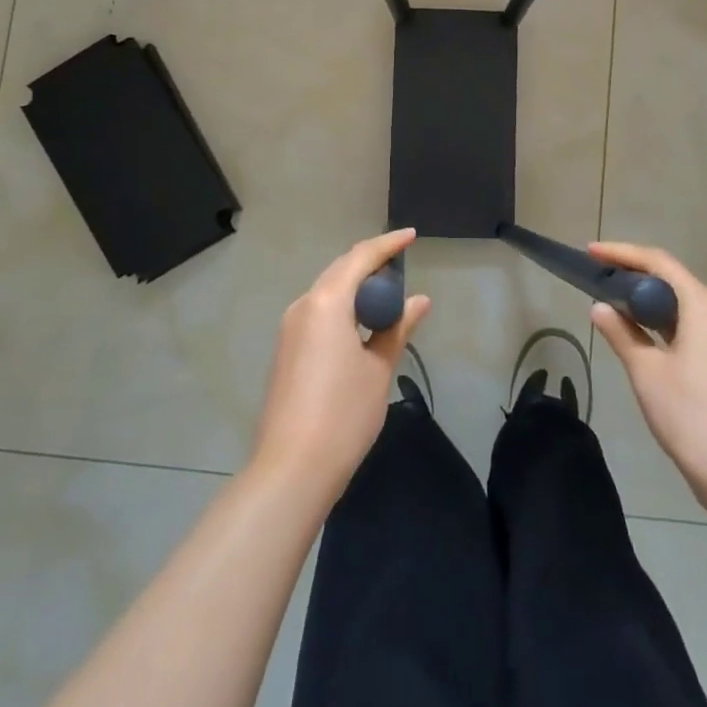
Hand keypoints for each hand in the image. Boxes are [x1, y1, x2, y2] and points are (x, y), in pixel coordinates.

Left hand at [251, 229, 430, 505]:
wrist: (290, 470)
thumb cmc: (343, 415)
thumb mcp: (378, 369)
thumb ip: (398, 328)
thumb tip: (420, 301)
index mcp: (326, 302)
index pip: (361, 257)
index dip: (388, 244)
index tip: (412, 236)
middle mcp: (303, 306)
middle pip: (341, 270)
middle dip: (371, 263)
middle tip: (402, 266)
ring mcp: (290, 329)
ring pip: (328, 292)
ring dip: (356, 287)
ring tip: (387, 296)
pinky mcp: (286, 350)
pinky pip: (319, 312)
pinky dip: (343, 308)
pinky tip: (362, 325)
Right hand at [589, 242, 706, 516]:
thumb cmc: (694, 416)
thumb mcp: (647, 373)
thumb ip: (621, 334)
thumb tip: (600, 308)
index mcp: (704, 307)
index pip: (659, 263)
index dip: (622, 253)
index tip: (590, 252)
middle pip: (673, 281)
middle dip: (634, 275)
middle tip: (598, 278)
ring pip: (683, 308)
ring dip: (648, 303)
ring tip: (613, 304)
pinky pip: (691, 330)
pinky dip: (663, 326)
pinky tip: (642, 339)